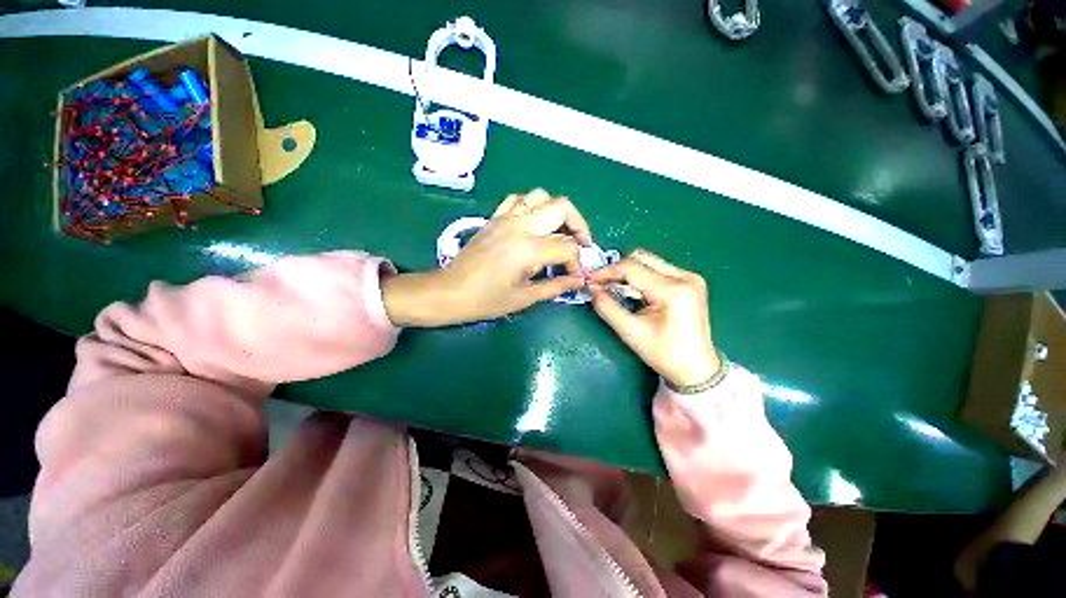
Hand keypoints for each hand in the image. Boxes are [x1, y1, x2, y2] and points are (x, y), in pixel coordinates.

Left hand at [382, 189, 592, 326]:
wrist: (451, 291)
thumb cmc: (486, 300)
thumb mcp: (525, 297)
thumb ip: (556, 286)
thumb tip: (578, 281)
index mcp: (529, 249)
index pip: (568, 247)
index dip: (577, 263)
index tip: (575, 276)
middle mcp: (520, 225)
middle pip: (562, 207)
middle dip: (579, 225)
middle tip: (580, 245)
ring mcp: (506, 217)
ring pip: (541, 196)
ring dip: (556, 211)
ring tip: (558, 232)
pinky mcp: (495, 217)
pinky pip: (518, 199)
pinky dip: (532, 206)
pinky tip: (533, 224)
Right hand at [588, 249, 719, 387]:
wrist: (697, 369)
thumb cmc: (664, 354)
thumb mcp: (630, 332)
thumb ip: (607, 307)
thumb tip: (592, 288)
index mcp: (672, 290)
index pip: (632, 267)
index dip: (607, 271)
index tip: (590, 280)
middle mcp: (685, 277)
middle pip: (641, 258)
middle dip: (617, 269)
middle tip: (601, 284)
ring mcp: (690, 277)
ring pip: (649, 261)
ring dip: (628, 272)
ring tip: (613, 287)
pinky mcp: (690, 282)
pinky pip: (657, 269)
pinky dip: (640, 276)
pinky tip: (631, 290)